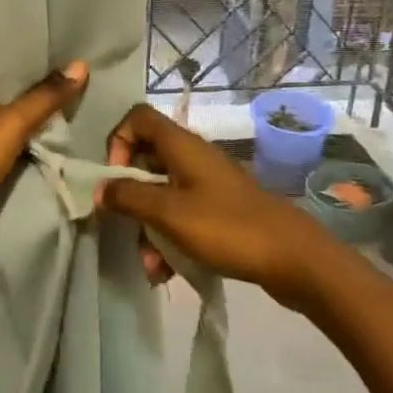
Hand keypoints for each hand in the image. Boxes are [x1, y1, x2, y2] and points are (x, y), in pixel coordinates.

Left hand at [0, 57, 88, 263]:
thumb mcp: (13, 123)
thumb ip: (45, 97)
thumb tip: (81, 65)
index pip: (1, 55)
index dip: (27, 46)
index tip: (57, 38)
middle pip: (14, 84)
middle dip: (42, 78)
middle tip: (77, 65)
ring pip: (17, 112)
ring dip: (41, 107)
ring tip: (77, 93)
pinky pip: (18, 136)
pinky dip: (36, 133)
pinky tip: (60, 130)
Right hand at [97, 103, 331, 303]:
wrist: (293, 257)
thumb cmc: (227, 227)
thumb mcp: (170, 213)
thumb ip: (129, 198)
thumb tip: (99, 189)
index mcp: (182, 145)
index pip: (138, 119)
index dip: (118, 142)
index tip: (115, 179)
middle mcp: (193, 157)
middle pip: (146, 161)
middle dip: (131, 198)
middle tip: (126, 228)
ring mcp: (208, 184)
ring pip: (163, 194)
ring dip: (149, 227)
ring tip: (151, 266)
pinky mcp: (220, 210)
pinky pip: (182, 216)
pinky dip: (170, 238)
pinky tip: (166, 273)